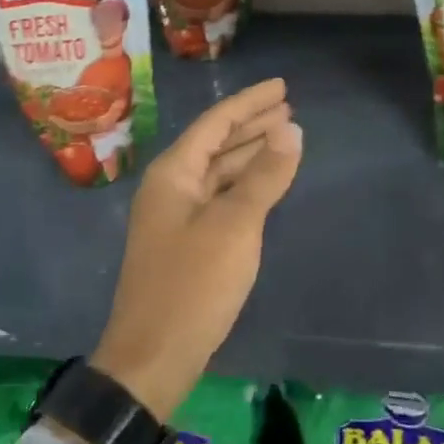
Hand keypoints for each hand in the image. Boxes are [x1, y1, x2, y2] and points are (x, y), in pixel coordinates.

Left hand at [91, 79, 301, 420]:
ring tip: (284, 136)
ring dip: (250, 153)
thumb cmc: (192, 285)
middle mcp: (171, 187)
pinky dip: (245, 184)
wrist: (152, 358)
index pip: (216, 122)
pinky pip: (220, 197)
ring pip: (218, 171)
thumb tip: (291, 129)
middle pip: (216, 143)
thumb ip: (263, 175)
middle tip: (289, 108)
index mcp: (173, 174)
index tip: (282, 86)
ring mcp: (177, 216)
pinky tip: (265, 182)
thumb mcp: (235, 226)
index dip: (250, 102)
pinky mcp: (187, 242)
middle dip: (252, 125)